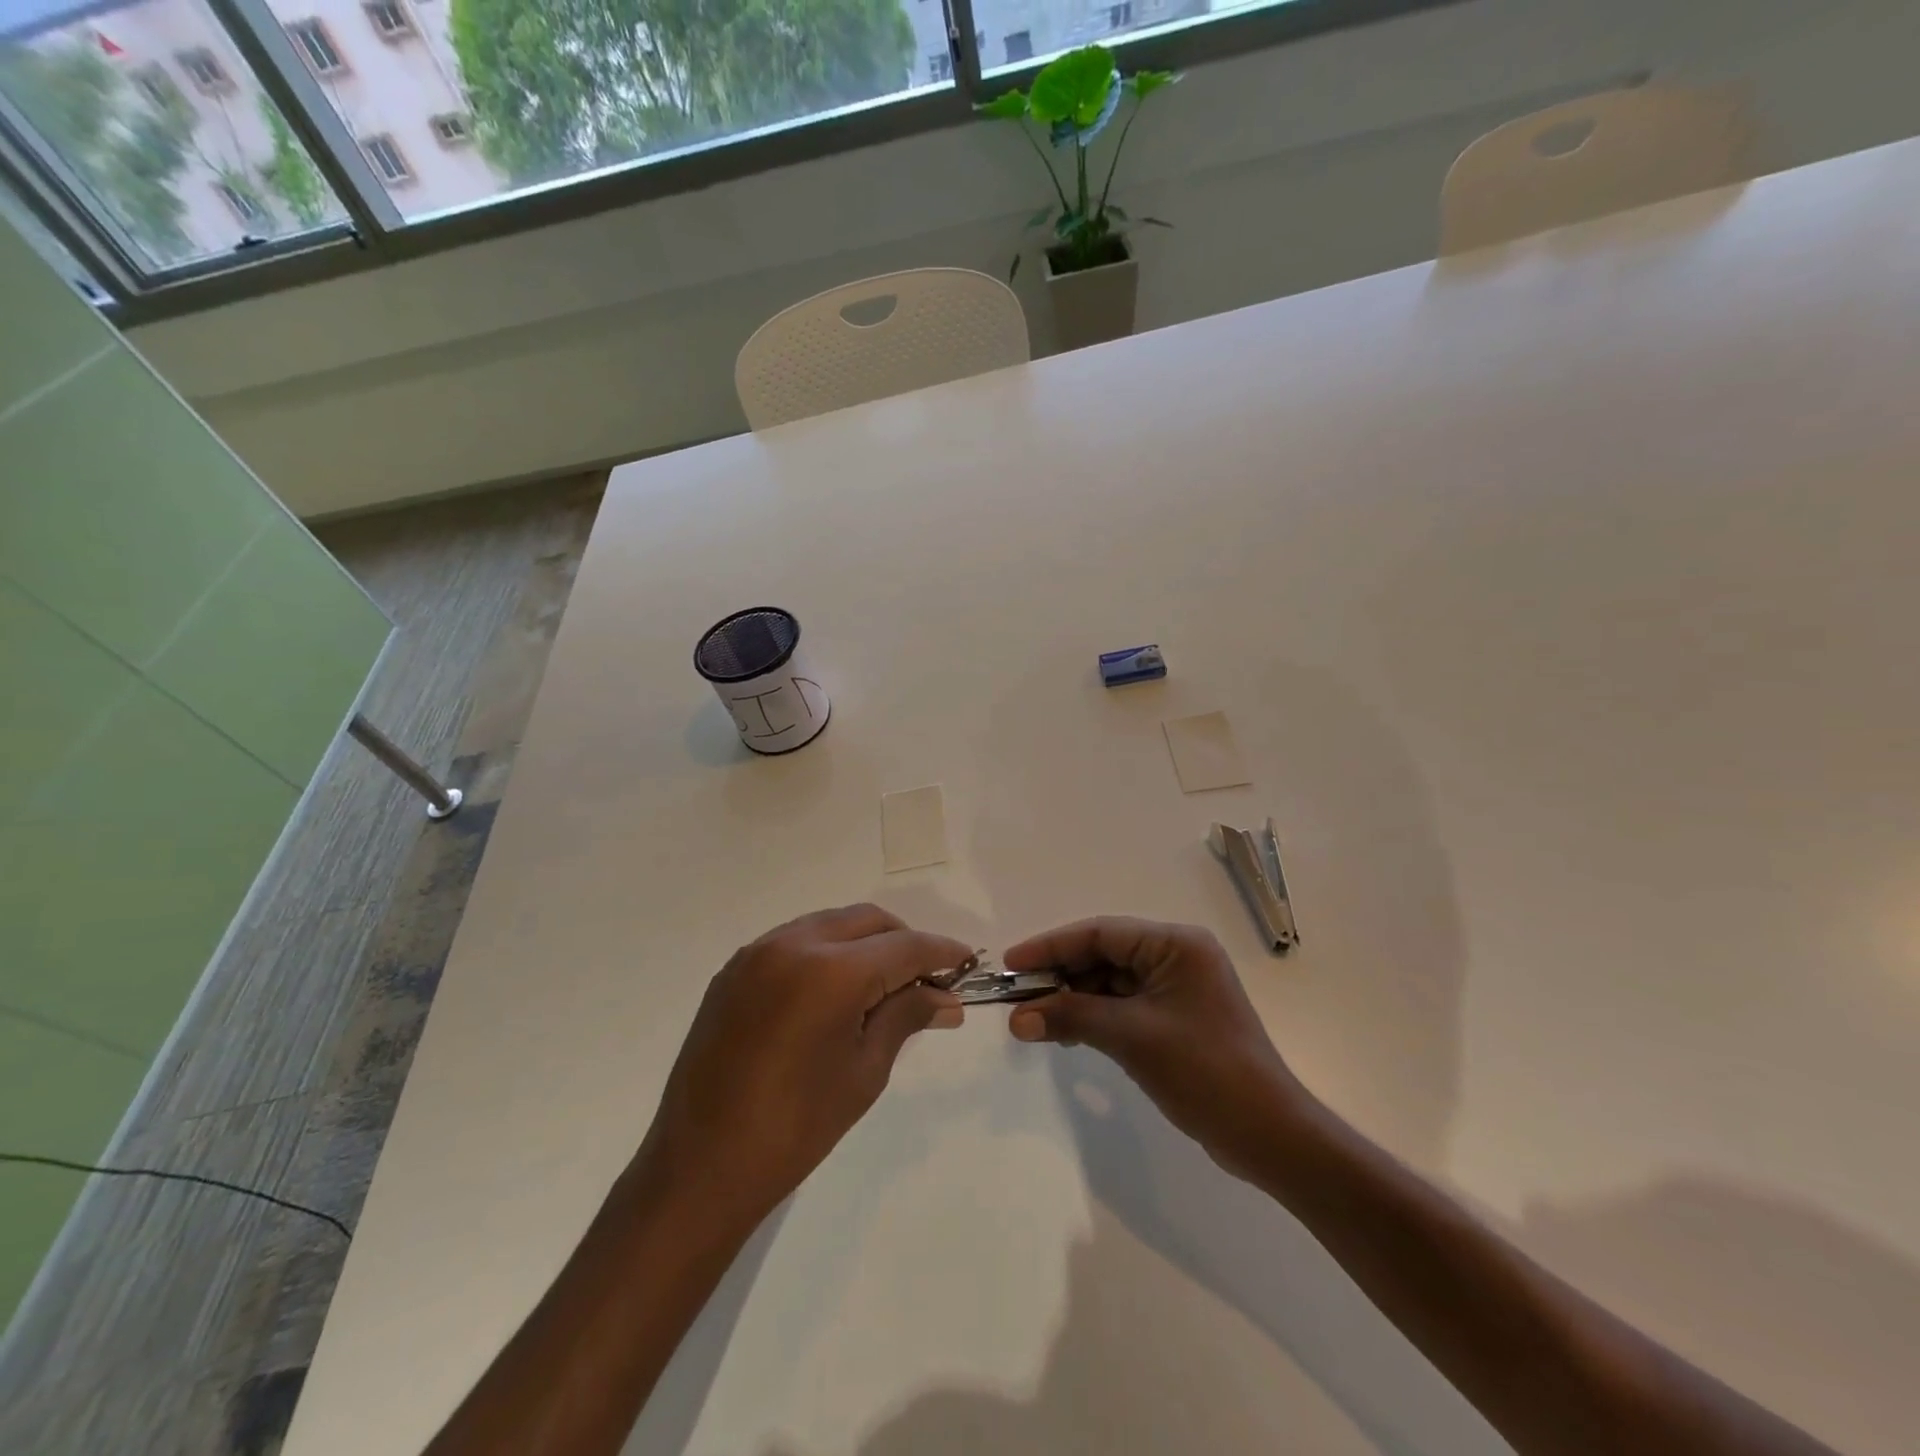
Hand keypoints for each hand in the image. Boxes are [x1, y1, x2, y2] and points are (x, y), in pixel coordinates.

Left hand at [636, 905, 969, 1225]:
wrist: (700, 1167)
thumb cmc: (795, 1127)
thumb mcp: (864, 1071)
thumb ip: (906, 1017)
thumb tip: (947, 999)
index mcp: (830, 971)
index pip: (903, 946)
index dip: (939, 952)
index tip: (965, 961)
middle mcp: (792, 944)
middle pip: (867, 921)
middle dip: (903, 941)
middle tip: (925, 979)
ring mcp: (757, 952)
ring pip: (830, 924)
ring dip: (864, 943)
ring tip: (882, 986)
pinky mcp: (734, 969)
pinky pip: (795, 941)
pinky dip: (826, 952)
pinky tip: (833, 992)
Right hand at [1003, 917, 1308, 1179]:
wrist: (1268, 1135)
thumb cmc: (1204, 1071)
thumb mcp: (1132, 1038)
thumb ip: (1071, 1018)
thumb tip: (1016, 1019)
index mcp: (1175, 944)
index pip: (1101, 933)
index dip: (1052, 946)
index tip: (1012, 963)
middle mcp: (1177, 956)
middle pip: (1104, 955)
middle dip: (1060, 976)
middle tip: (1018, 997)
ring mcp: (1177, 988)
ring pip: (1110, 981)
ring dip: (1074, 999)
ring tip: (1035, 1021)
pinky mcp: (1175, 1017)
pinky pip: (1124, 1005)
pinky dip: (1094, 1016)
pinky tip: (1068, 1035)